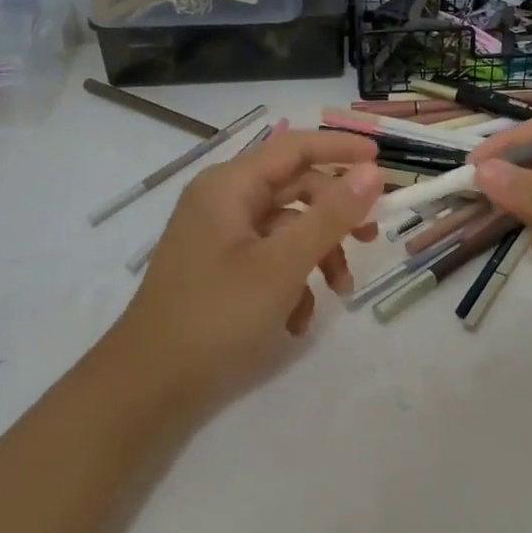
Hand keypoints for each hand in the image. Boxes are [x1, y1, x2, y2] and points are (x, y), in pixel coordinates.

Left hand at [105, 127, 381, 410]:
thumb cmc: (216, 315)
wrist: (148, 386)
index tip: (383, 161)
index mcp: (230, 186)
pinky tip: (297, 321)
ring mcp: (219, 236)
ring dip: (318, 255)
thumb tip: (372, 173)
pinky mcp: (220, 268)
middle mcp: (223, 201)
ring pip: (286, 228)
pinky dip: (292, 281)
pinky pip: (269, 258)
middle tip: (371, 238)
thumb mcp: (283, 264)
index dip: (340, 148)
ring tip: (339, 292)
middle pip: (294, 189)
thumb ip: (330, 215)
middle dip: (335, 216)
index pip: (295, 147)